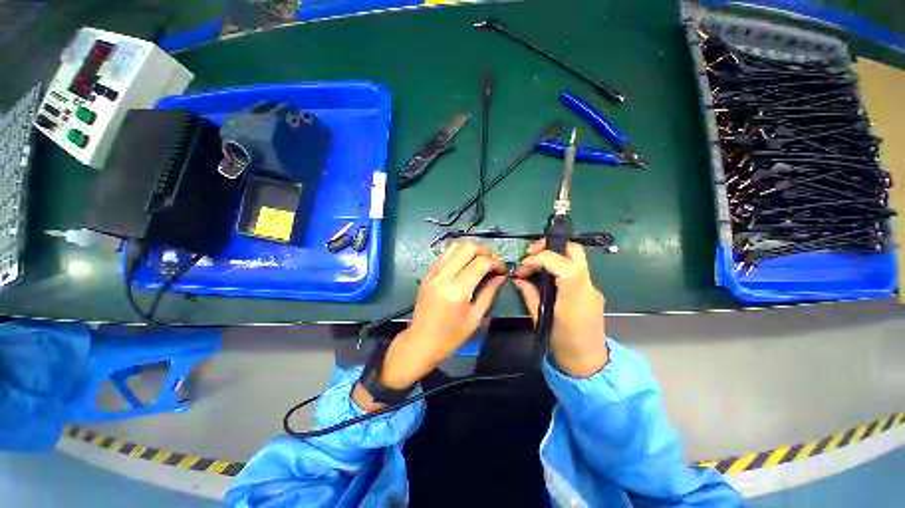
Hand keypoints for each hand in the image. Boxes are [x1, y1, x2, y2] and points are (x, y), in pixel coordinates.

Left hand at [354, 242, 505, 410]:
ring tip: (481, 259)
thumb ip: (489, 293)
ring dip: (471, 248)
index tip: (503, 269)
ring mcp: (433, 272)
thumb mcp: (475, 317)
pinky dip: (459, 253)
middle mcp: (444, 276)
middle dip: (485, 250)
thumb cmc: (451, 336)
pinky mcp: (428, 273)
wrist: (421, 341)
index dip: (496, 263)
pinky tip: (466, 263)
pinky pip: (445, 254)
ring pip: (455, 246)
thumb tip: (501, 276)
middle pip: (467, 247)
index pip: (481, 263)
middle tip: (493, 262)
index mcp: (457, 290)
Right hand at [512, 240, 607, 377]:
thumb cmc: (562, 344)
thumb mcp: (540, 319)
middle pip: (574, 250)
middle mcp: (588, 286)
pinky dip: (559, 266)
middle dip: (550, 246)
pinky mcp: (591, 291)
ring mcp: (592, 287)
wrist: (589, 363)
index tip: (523, 266)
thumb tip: (518, 279)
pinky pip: (575, 269)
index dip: (539, 258)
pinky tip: (546, 276)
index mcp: (575, 295)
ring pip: (576, 257)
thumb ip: (529, 294)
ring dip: (554, 254)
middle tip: (530, 253)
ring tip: (534, 264)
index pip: (561, 262)